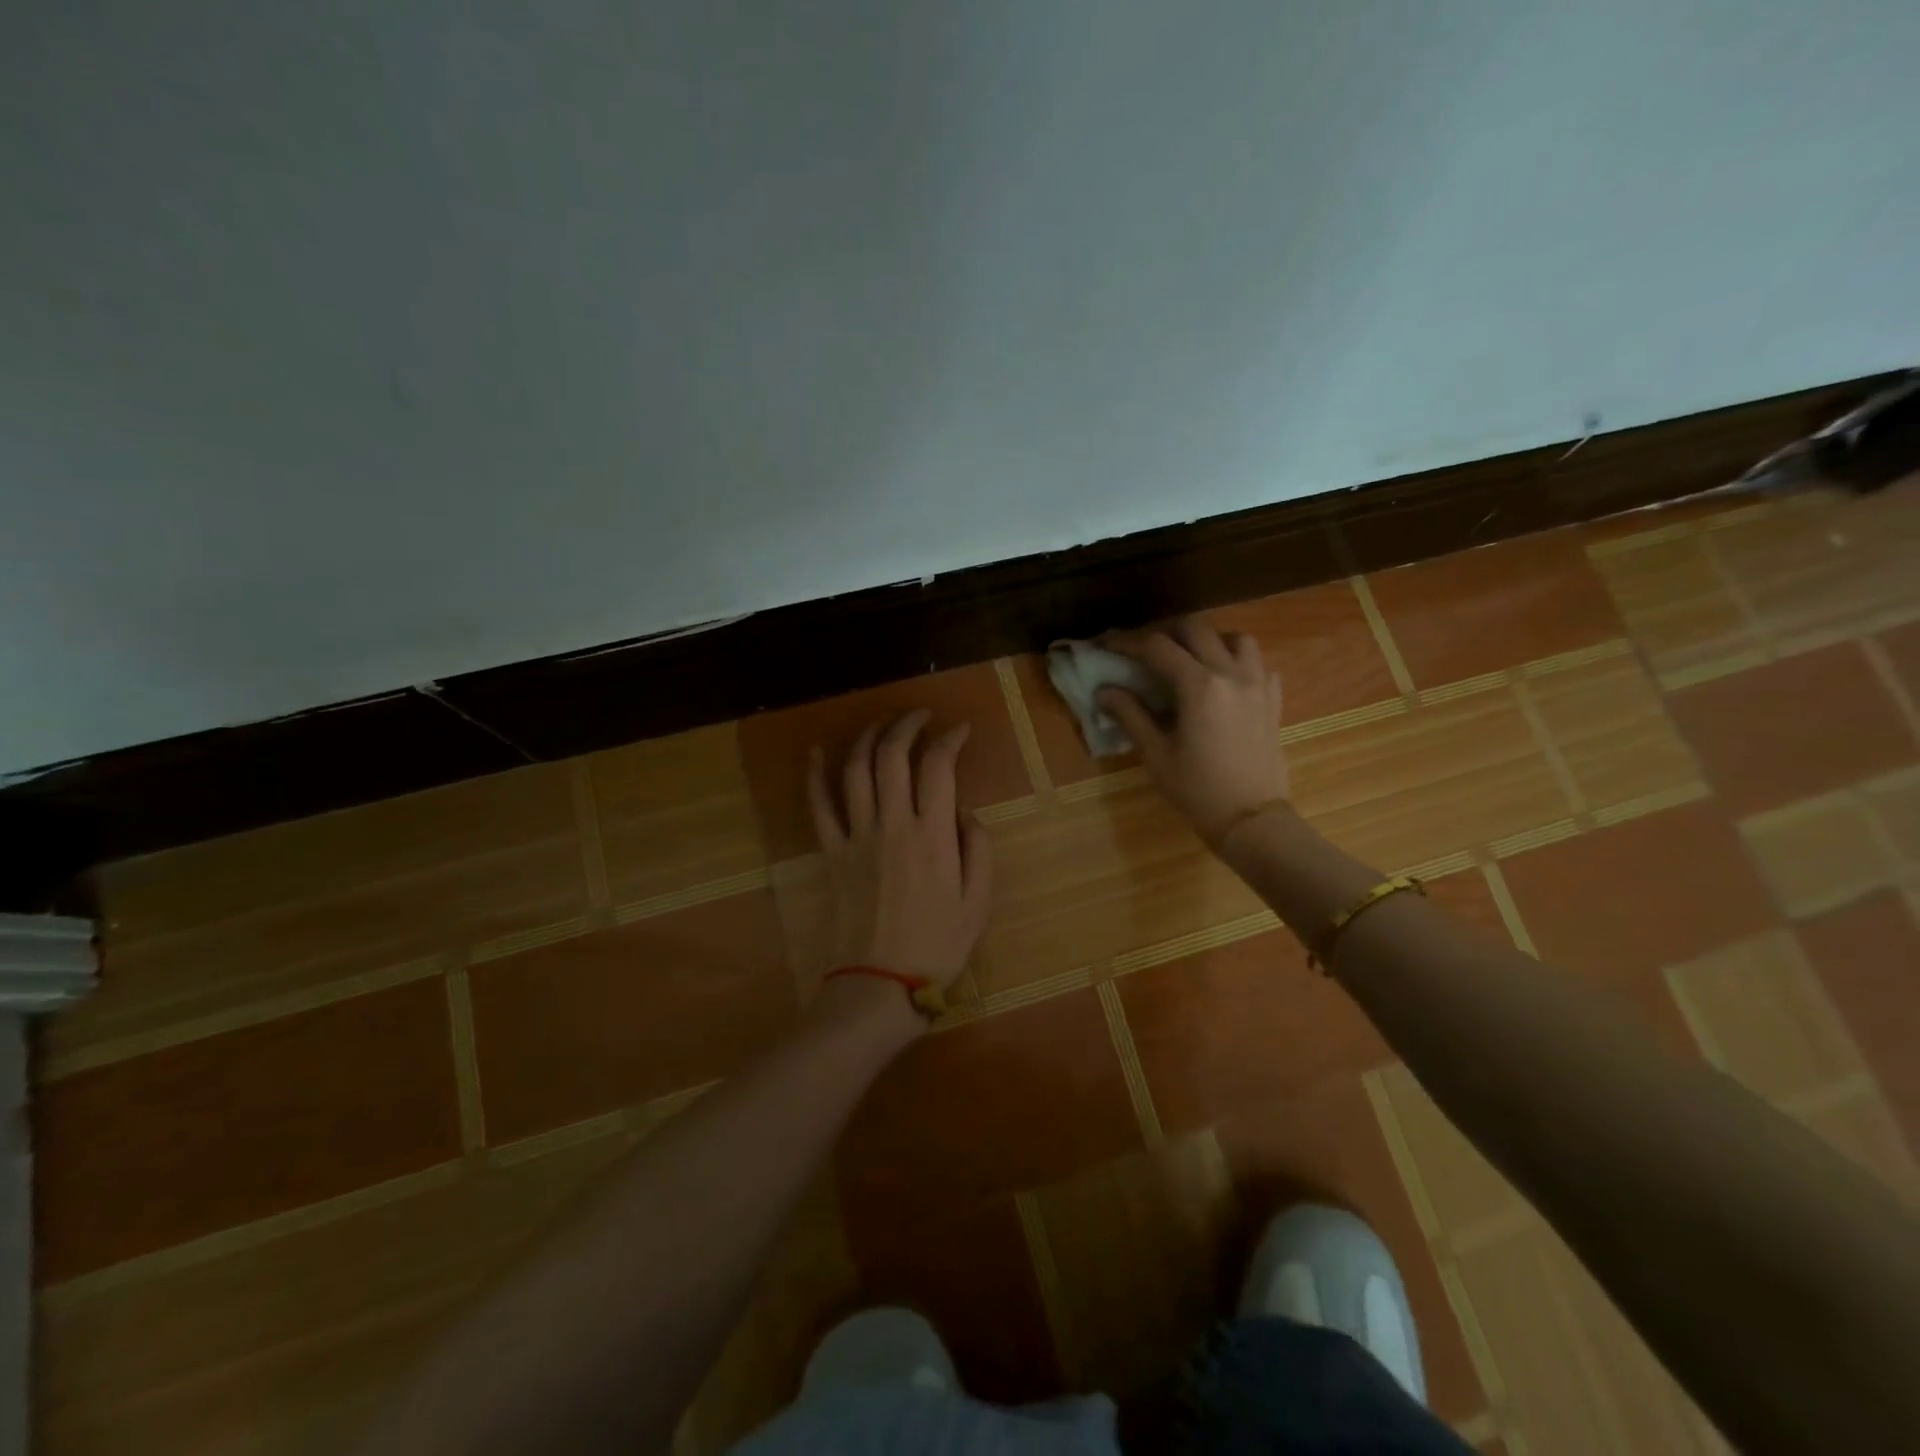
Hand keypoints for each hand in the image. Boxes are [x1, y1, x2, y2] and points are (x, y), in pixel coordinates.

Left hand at [807, 711, 993, 993]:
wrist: (878, 985)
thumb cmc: (936, 947)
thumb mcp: (978, 902)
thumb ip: (977, 847)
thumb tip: (962, 811)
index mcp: (931, 836)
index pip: (938, 767)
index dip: (949, 739)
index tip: (959, 730)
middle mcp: (891, 825)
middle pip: (892, 756)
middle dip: (906, 725)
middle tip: (921, 716)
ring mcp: (856, 836)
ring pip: (855, 770)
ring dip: (868, 737)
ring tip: (881, 724)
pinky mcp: (831, 853)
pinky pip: (818, 806)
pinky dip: (814, 775)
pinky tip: (815, 752)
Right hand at [1099, 615, 1288, 845]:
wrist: (1251, 819)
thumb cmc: (1197, 790)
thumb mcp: (1156, 754)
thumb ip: (1130, 715)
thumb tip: (1104, 691)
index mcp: (1199, 685)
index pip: (1156, 647)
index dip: (1127, 643)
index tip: (1106, 645)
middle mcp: (1231, 673)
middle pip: (1196, 629)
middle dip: (1165, 632)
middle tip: (1144, 649)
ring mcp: (1258, 684)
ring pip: (1235, 638)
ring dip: (1207, 640)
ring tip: (1188, 658)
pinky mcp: (1273, 699)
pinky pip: (1258, 664)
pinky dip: (1237, 661)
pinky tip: (1223, 680)